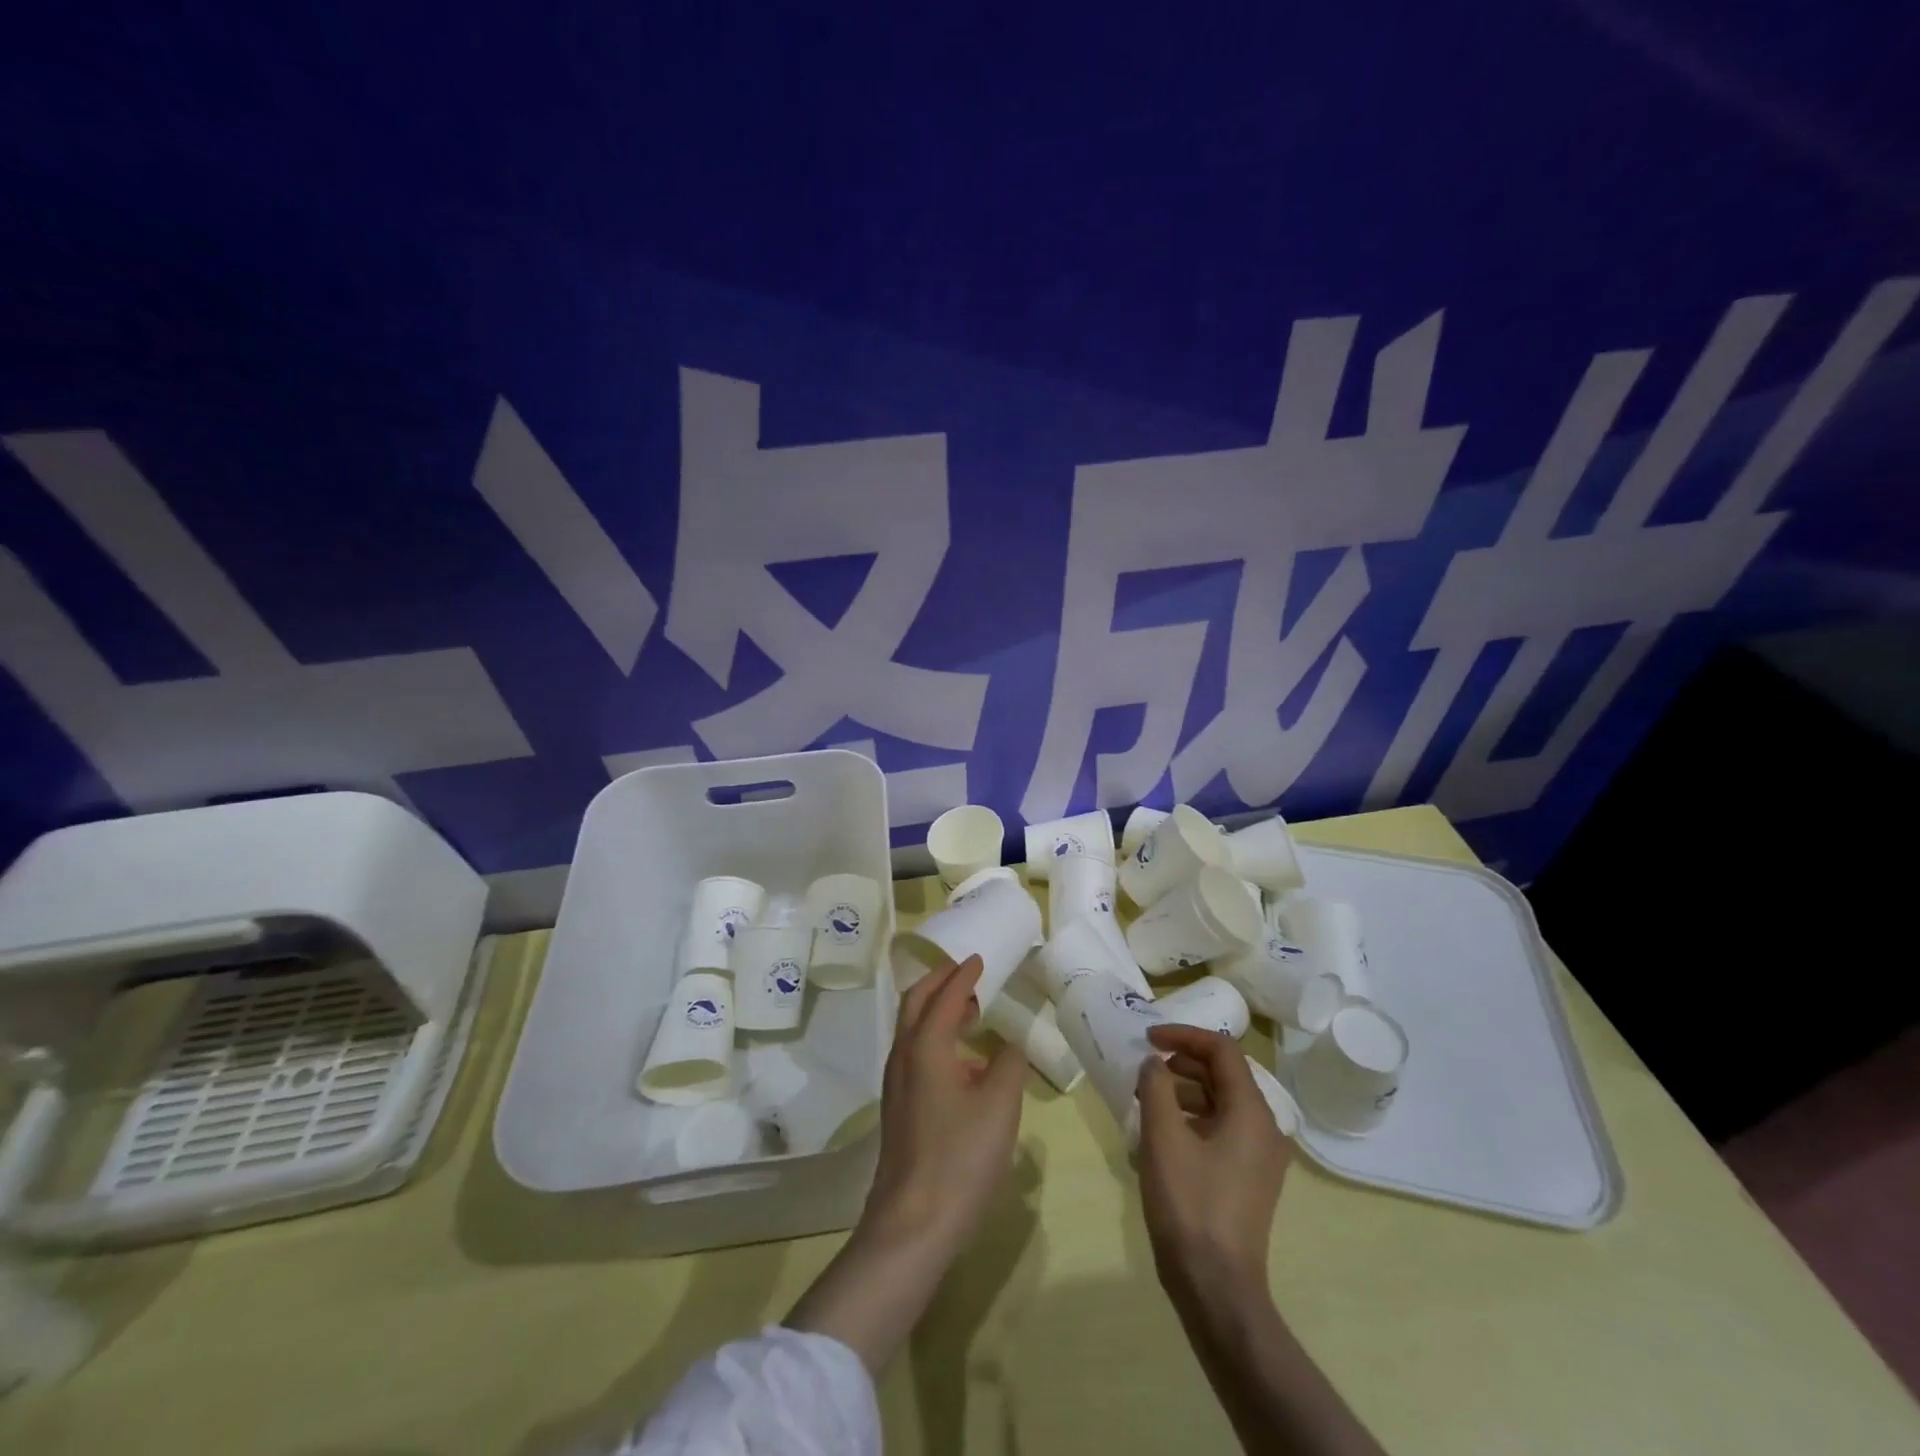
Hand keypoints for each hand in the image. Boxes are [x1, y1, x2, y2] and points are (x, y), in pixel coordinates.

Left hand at [863, 955, 1026, 1254]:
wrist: (913, 1224)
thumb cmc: (960, 1159)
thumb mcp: (999, 1107)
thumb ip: (1008, 1066)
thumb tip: (1009, 1047)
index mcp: (925, 1047)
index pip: (945, 996)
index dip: (963, 975)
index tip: (979, 959)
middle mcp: (904, 1057)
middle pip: (916, 1003)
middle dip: (940, 982)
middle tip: (967, 974)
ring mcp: (897, 1084)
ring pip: (912, 1030)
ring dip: (937, 1010)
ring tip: (970, 1012)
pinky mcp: (899, 1108)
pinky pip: (915, 1054)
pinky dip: (936, 1039)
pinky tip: (964, 1064)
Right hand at [1135, 1022, 1291, 1294]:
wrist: (1216, 1287)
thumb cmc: (1189, 1204)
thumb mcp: (1163, 1137)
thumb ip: (1156, 1087)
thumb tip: (1156, 1063)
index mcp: (1252, 1112)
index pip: (1223, 1051)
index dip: (1184, 1035)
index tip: (1148, 1038)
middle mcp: (1265, 1128)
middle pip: (1225, 1074)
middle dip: (1183, 1062)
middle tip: (1145, 1067)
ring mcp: (1259, 1156)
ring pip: (1222, 1102)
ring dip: (1185, 1090)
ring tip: (1147, 1099)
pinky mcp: (1249, 1177)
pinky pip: (1222, 1128)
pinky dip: (1193, 1118)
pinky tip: (1162, 1133)